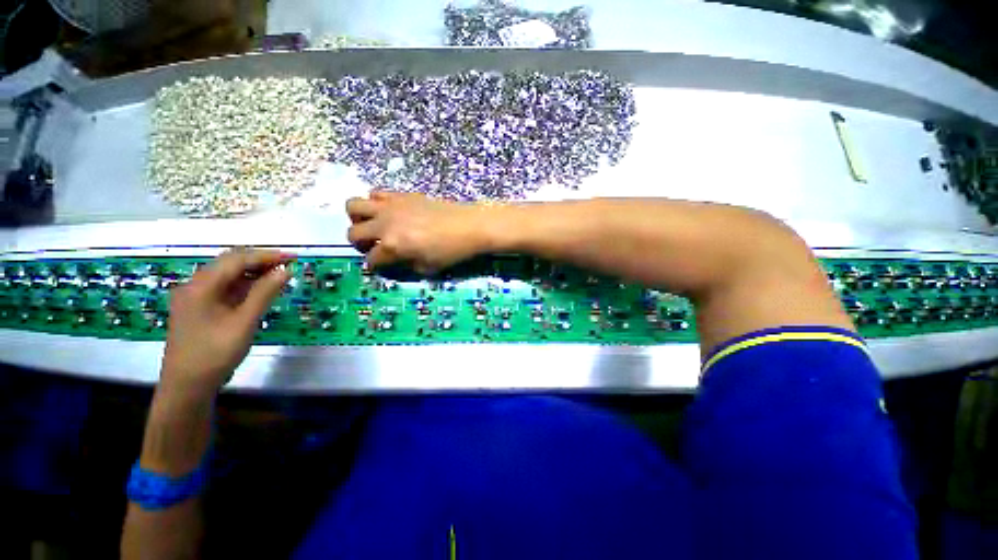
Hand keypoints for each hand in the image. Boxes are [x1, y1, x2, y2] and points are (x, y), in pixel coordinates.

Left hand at [159, 249, 293, 399]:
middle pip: (229, 263)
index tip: (293, 258)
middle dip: (260, 260)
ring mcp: (195, 297)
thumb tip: (286, 270)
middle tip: (288, 265)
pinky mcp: (199, 307)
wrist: (187, 385)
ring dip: (253, 272)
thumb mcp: (244, 322)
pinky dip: (244, 284)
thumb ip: (265, 293)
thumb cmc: (215, 353)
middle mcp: (194, 285)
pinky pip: (224, 287)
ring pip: (227, 274)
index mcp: (201, 286)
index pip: (237, 260)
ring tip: (279, 275)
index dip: (266, 256)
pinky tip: (260, 290)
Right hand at [346, 191, 491, 272]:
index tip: (382, 266)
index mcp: (392, 246)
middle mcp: (385, 224)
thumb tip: (393, 261)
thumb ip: (404, 266)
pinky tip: (390, 212)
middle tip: (375, 247)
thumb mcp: (427, 268)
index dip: (375, 266)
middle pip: (353, 233)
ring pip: (353, 205)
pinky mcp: (401, 195)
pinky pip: (376, 193)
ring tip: (374, 226)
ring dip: (359, 219)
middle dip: (360, 244)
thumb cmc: (451, 252)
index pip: (371, 260)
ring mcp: (391, 206)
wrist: (469, 226)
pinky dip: (376, 203)